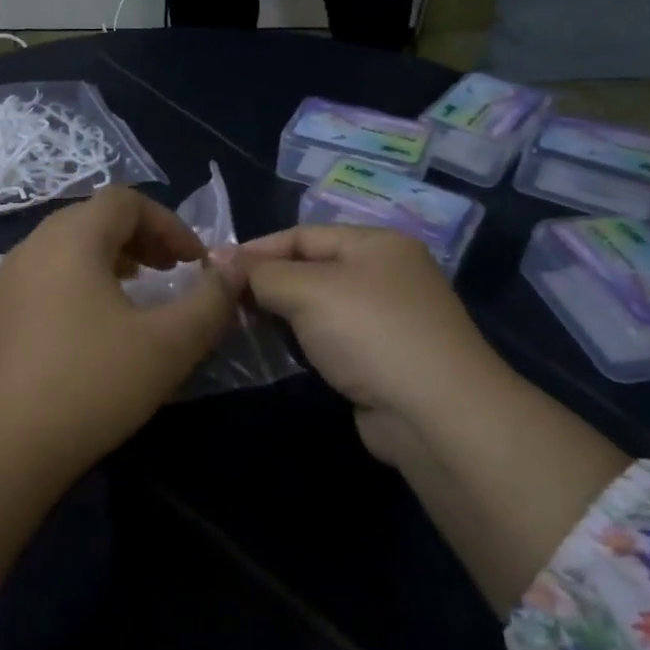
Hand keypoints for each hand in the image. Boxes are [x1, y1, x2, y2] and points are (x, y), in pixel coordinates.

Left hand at [0, 186, 245, 468]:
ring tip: (131, 299)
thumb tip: (234, 268)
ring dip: (105, 262)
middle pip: (91, 219)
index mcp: (70, 240)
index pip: (125, 200)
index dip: (168, 223)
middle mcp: (29, 248)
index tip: (193, 263)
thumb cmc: (89, 387)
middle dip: (138, 239)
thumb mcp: (167, 346)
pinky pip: (39, 281)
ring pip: (62, 250)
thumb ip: (210, 302)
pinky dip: (73, 287)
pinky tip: (85, 334)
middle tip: (166, 274)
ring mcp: (1, 282)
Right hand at [240, 224, 503, 463]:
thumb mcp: (308, 291)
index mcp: (376, 244)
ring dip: (281, 314)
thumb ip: (262, 273)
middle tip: (224, 303)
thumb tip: (220, 258)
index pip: (302, 234)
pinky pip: (331, 338)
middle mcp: (386, 274)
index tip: (213, 271)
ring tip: (241, 327)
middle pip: (310, 268)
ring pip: (319, 306)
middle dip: (266, 283)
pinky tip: (279, 351)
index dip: (256, 250)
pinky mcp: (383, 358)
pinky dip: (303, 340)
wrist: (436, 414)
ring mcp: (388, 318)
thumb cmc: (370, 334)